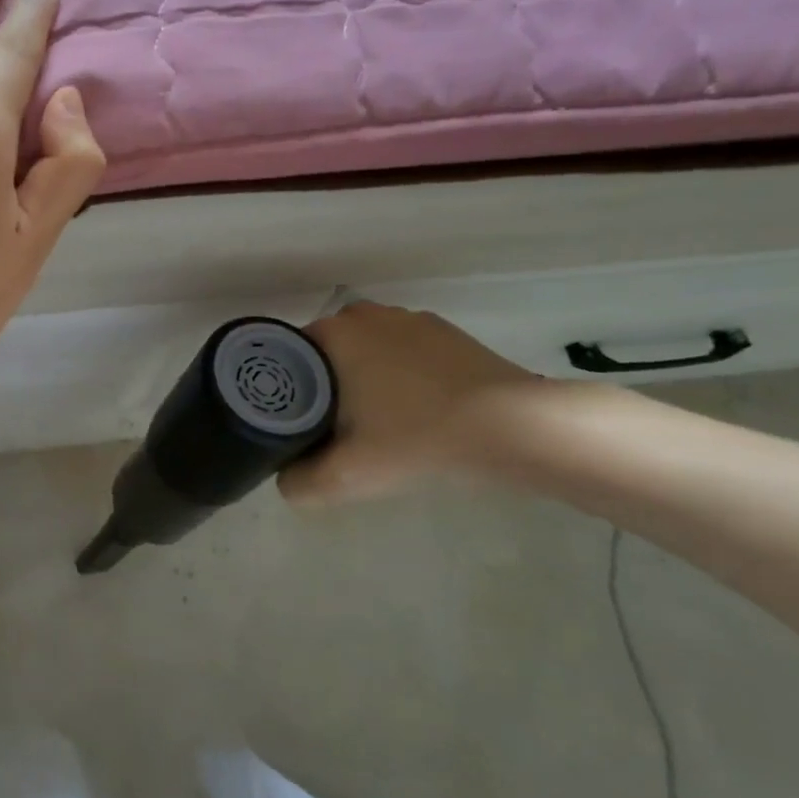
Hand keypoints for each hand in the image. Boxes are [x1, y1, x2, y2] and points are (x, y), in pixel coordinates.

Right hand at [279, 304, 545, 506]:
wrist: (513, 426)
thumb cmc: (419, 438)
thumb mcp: (348, 475)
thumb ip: (301, 482)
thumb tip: (285, 478)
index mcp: (333, 334)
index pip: (288, 356)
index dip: (287, 389)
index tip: (297, 422)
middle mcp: (364, 314)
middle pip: (325, 352)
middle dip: (324, 384)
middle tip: (334, 428)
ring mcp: (407, 318)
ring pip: (364, 349)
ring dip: (362, 377)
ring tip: (377, 421)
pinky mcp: (443, 331)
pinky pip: (401, 349)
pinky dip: (399, 373)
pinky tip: (417, 408)